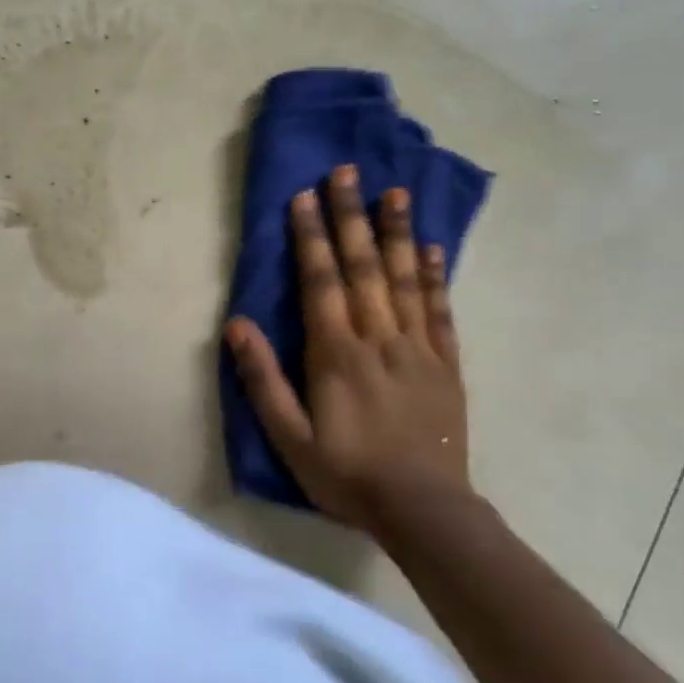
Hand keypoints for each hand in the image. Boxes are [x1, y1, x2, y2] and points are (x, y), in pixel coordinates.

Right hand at [224, 168, 472, 531]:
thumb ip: (263, 380)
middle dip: (351, 217)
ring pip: (407, 279)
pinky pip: (441, 311)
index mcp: (336, 354)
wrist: (424, 510)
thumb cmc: (346, 474)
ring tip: (394, 192)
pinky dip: (436, 276)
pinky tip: (432, 247)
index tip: (305, 197)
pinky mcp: (447, 365)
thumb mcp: (289, 437)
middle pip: (363, 268)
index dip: (311, 237)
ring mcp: (418, 349)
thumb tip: (236, 325)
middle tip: (346, 172)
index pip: (321, 283)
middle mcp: (378, 339)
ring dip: (398, 233)